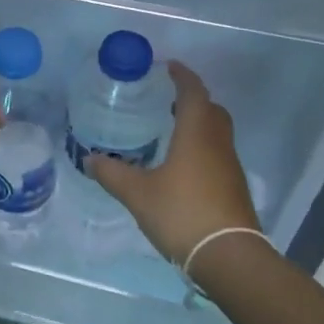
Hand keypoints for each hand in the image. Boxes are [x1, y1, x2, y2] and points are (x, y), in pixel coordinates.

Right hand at [87, 61, 259, 266]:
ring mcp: (230, 166)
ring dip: (199, 124)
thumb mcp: (138, 194)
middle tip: (167, 99)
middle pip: (211, 109)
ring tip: (171, 130)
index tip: (168, 66)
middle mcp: (218, 143)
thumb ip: (113, 174)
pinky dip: (203, 147)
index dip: (182, 76)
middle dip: (192, 99)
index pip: (193, 91)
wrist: (230, 258)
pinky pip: (218, 154)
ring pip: (217, 132)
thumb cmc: (183, 213)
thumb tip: (89, 159)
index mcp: (196, 132)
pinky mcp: (234, 188)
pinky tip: (182, 165)